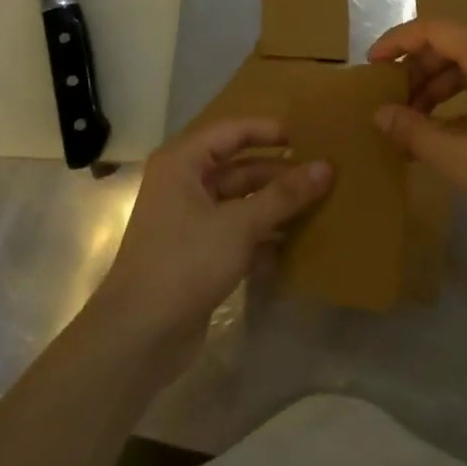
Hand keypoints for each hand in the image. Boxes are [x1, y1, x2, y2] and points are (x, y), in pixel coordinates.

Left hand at [84, 119, 331, 382]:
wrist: (140, 334)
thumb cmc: (185, 263)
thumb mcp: (240, 224)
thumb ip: (284, 195)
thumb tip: (326, 167)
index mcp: (182, 164)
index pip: (231, 131)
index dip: (268, 130)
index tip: (307, 136)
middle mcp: (184, 185)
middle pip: (239, 167)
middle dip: (279, 171)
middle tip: (323, 174)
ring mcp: (190, 221)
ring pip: (241, 201)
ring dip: (275, 204)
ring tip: (321, 204)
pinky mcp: (199, 253)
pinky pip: (238, 231)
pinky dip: (264, 233)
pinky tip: (298, 240)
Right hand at [367, 20, 466, 263]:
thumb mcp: (461, 160)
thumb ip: (414, 131)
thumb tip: (380, 113)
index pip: (436, 29)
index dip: (398, 41)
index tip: (371, 66)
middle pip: (456, 44)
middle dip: (418, 70)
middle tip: (391, 103)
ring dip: (440, 87)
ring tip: (414, 122)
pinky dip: (465, 98)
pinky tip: (448, 131)